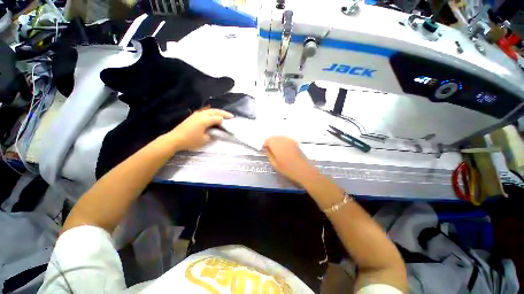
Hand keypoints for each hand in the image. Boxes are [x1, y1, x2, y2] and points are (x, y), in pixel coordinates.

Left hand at [168, 108, 233, 150]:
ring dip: (218, 112)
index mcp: (205, 120)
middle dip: (224, 113)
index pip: (219, 118)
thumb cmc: (190, 140)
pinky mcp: (193, 116)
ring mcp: (197, 114)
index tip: (231, 123)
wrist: (175, 139)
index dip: (225, 121)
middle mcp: (202, 115)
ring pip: (210, 110)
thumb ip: (212, 134)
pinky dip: (211, 112)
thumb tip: (216, 131)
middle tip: (231, 116)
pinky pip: (205, 112)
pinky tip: (213, 115)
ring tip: (224, 115)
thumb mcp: (204, 139)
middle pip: (215, 111)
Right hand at [263, 136, 317, 183]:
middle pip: (274, 137)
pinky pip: (286, 139)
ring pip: (280, 137)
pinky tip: (284, 149)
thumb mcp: (275, 164)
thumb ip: (269, 154)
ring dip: (277, 141)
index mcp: (276, 145)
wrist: (303, 170)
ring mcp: (290, 140)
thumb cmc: (287, 169)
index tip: (265, 149)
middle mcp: (283, 140)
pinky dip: (283, 142)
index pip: (268, 140)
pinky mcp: (295, 142)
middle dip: (271, 142)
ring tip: (277, 149)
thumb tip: (267, 149)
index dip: (265, 144)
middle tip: (270, 149)